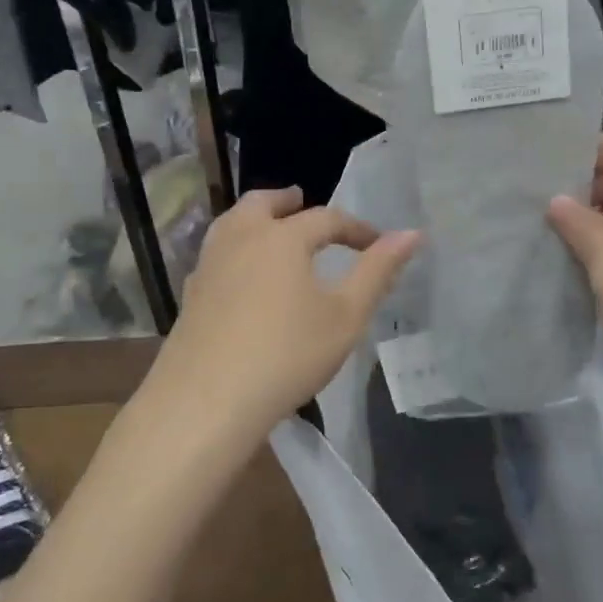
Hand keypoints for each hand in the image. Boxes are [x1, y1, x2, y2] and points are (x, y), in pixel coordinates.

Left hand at [148, 188, 419, 443]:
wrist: (206, 400)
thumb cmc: (287, 354)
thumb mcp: (345, 316)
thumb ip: (378, 271)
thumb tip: (412, 234)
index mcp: (282, 237)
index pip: (326, 219)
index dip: (356, 228)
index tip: (378, 243)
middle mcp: (241, 238)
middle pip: (263, 203)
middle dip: (287, 201)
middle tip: (302, 201)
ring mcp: (208, 265)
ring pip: (232, 223)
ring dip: (256, 218)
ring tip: (271, 229)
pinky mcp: (190, 294)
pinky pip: (216, 253)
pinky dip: (235, 247)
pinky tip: (241, 274)